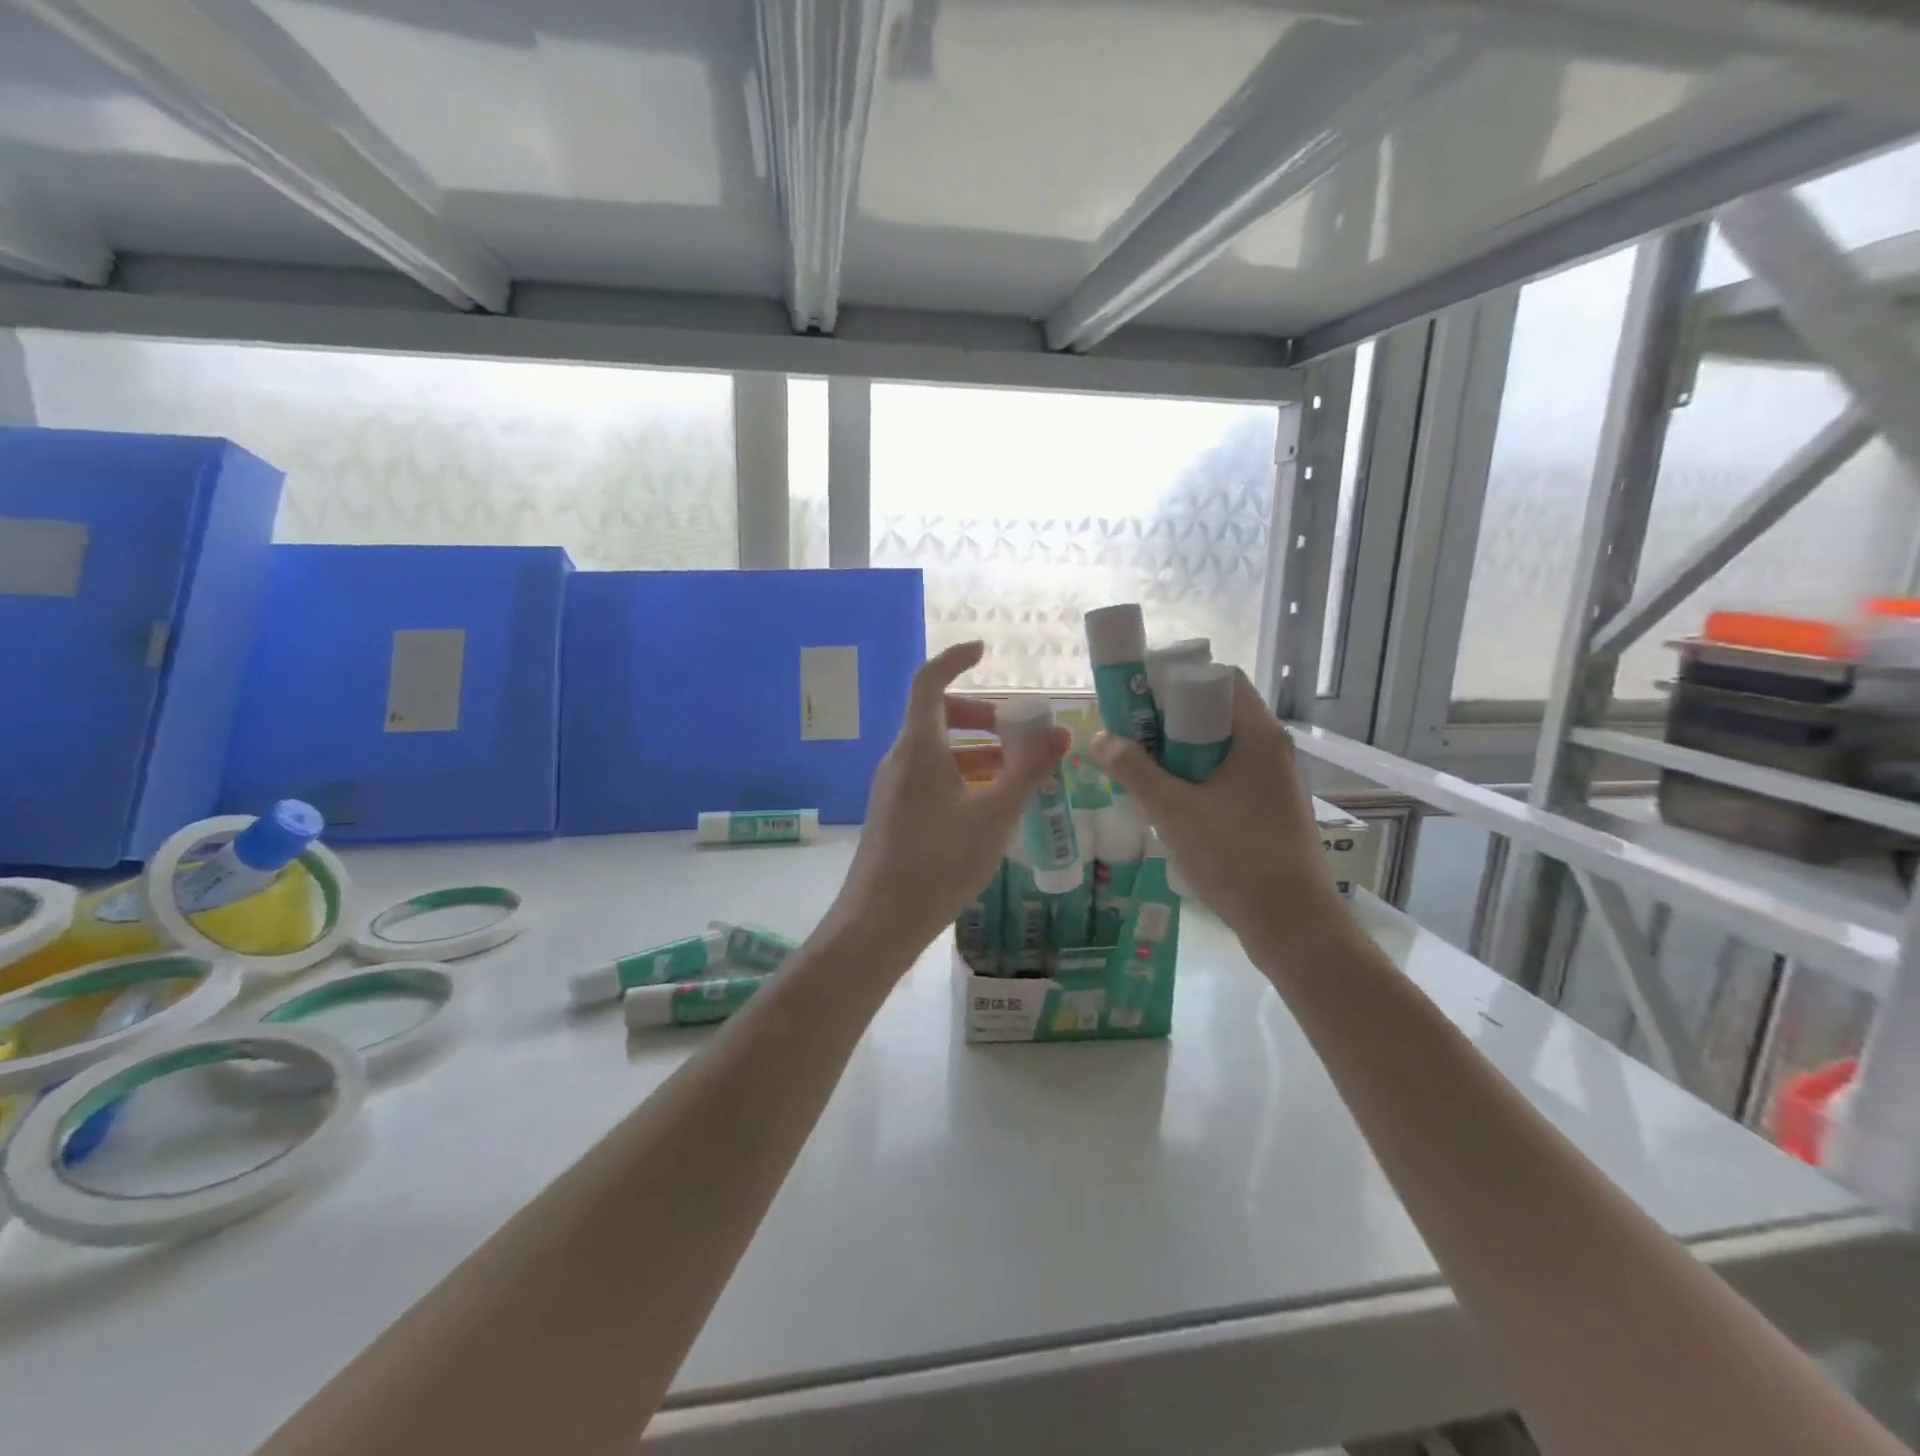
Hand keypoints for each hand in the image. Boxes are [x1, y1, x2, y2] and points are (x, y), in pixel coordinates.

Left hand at [831, 641, 1070, 961]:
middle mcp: (900, 759)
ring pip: (936, 750)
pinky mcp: (893, 812)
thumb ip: (1029, 772)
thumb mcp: (994, 816)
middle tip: (1018, 732)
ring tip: (1016, 773)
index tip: (984, 652)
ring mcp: (892, 787)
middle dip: (981, 715)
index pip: (929, 681)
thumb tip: (1062, 736)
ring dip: (975, 751)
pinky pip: (928, 777)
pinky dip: (960, 776)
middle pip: (937, 716)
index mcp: (919, 747)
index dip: (955, 659)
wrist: (880, 922)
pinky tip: (988, 806)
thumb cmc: (940, 863)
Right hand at [1090, 669, 1348, 958]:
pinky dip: (1197, 775)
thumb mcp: (1174, 812)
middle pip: (1217, 711)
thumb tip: (1101, 738)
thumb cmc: (1235, 857)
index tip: (1140, 695)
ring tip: (1141, 765)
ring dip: (1180, 750)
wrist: (1293, 924)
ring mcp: (1274, 781)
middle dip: (1170, 718)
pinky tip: (1170, 799)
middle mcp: (1271, 749)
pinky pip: (1228, 774)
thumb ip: (1135, 771)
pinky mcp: (1270, 808)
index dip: (1178, 678)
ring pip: (1220, 746)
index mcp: (1257, 736)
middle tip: (1130, 731)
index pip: (1221, 678)